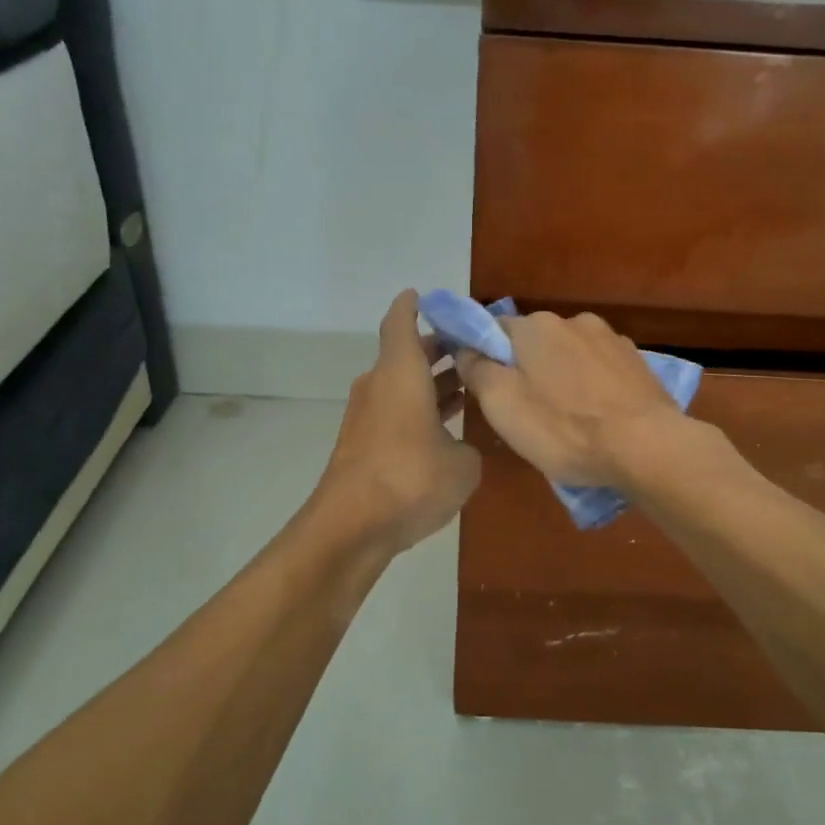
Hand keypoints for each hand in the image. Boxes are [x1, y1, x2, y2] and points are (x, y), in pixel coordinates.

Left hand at [319, 290, 481, 549]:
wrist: (352, 527)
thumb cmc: (411, 479)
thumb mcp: (464, 464)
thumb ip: (469, 446)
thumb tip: (461, 448)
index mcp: (401, 372)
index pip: (401, 321)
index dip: (415, 305)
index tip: (428, 297)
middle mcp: (379, 386)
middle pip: (405, 354)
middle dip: (438, 349)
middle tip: (473, 349)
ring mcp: (366, 417)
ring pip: (402, 386)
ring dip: (432, 383)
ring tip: (470, 386)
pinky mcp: (362, 445)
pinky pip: (397, 413)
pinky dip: (420, 411)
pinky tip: (448, 429)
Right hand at [455, 311, 684, 488]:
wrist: (646, 447)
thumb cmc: (563, 428)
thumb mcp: (502, 405)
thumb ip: (477, 370)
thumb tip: (465, 350)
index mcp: (536, 326)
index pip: (494, 330)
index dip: (484, 358)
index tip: (486, 390)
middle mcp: (574, 321)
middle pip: (535, 343)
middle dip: (527, 370)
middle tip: (526, 413)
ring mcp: (611, 340)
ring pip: (570, 357)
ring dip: (562, 379)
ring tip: (568, 421)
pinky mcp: (638, 363)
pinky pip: (601, 372)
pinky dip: (593, 389)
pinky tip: (598, 418)